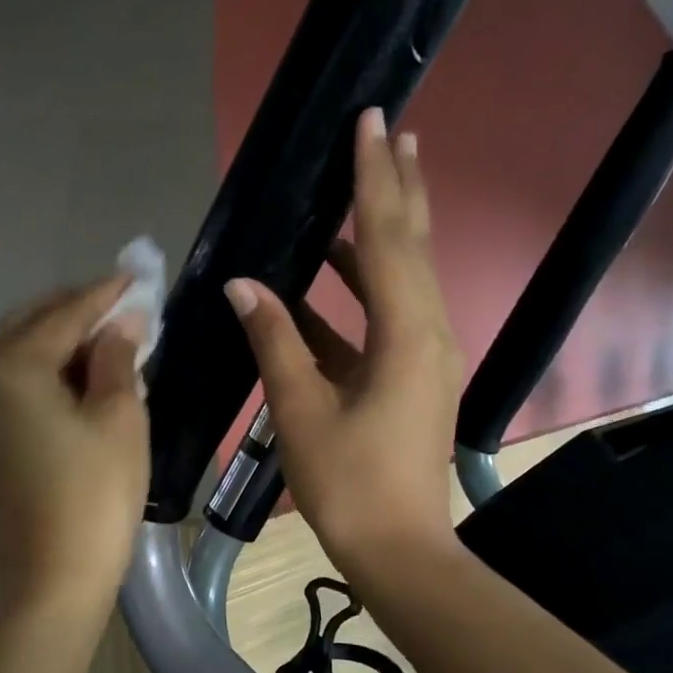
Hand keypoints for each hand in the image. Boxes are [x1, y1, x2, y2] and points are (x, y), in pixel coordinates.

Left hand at [0, 276, 149, 610]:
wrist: (55, 574)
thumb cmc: (96, 493)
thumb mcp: (119, 415)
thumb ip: (117, 356)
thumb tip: (123, 322)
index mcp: (10, 368)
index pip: (63, 316)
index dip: (103, 295)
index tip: (135, 277)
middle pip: (28, 325)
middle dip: (74, 312)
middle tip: (120, 306)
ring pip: (14, 352)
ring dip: (56, 339)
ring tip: (103, 337)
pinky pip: (7, 382)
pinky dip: (40, 369)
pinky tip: (74, 371)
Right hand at [224, 107, 465, 576]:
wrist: (398, 549)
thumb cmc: (349, 483)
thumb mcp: (302, 409)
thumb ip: (274, 340)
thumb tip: (243, 283)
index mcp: (408, 336)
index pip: (390, 238)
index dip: (376, 178)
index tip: (371, 122)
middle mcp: (429, 333)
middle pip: (414, 245)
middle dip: (399, 186)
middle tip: (390, 131)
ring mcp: (425, 355)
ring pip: (404, 278)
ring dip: (382, 233)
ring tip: (364, 186)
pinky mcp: (411, 376)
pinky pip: (387, 315)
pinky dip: (361, 288)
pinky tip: (328, 276)